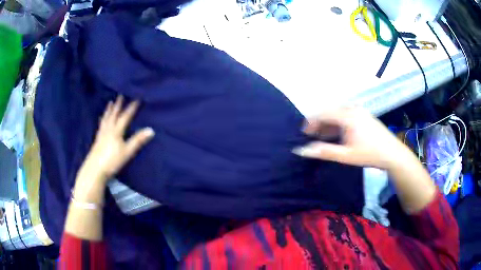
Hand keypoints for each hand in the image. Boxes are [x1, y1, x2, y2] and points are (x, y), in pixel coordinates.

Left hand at [79, 96, 154, 183]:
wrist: (95, 169)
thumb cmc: (112, 161)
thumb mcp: (127, 152)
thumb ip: (138, 140)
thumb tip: (151, 130)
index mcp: (116, 131)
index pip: (125, 117)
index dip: (131, 108)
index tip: (136, 99)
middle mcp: (108, 130)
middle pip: (114, 115)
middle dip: (118, 105)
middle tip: (120, 95)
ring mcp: (101, 134)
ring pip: (106, 119)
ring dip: (109, 110)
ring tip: (110, 103)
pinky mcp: (97, 140)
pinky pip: (101, 125)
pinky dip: (102, 120)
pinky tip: (101, 120)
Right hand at [293, 107, 409, 169]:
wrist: (392, 153)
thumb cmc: (369, 154)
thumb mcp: (345, 155)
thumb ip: (323, 152)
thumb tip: (301, 150)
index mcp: (347, 116)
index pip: (323, 113)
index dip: (311, 122)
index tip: (304, 133)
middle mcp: (353, 109)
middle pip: (330, 111)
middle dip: (319, 122)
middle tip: (313, 135)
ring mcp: (360, 111)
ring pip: (339, 113)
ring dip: (329, 123)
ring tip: (324, 136)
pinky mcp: (365, 115)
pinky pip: (347, 115)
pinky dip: (339, 123)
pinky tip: (338, 134)